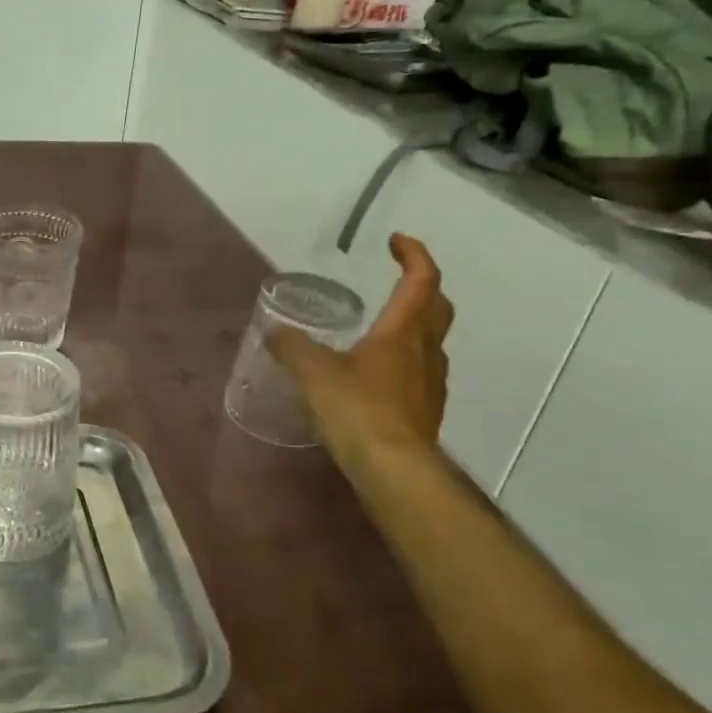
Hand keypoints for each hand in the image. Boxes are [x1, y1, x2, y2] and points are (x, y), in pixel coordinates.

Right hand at [269, 234, 453, 470]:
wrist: (393, 471)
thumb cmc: (358, 410)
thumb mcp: (314, 373)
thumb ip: (292, 347)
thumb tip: (274, 331)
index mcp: (403, 332)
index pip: (422, 280)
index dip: (413, 255)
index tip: (394, 242)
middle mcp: (425, 352)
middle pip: (437, 308)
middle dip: (422, 288)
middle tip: (398, 282)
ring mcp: (430, 384)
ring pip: (431, 343)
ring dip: (415, 327)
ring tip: (382, 331)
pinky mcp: (425, 413)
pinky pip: (420, 375)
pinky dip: (405, 363)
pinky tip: (378, 379)